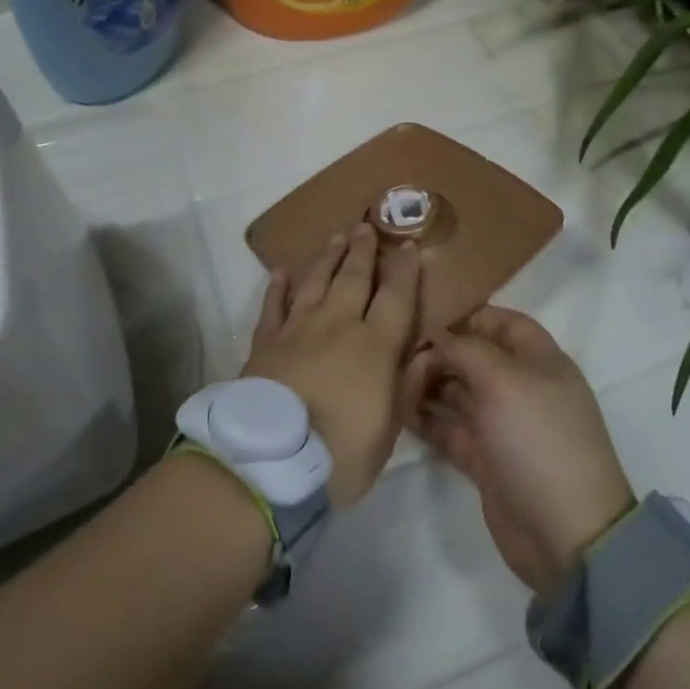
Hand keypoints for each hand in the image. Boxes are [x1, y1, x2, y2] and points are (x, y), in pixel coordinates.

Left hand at [244, 223, 422, 506]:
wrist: (270, 463)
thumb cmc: (340, 454)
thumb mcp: (389, 431)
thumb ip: (407, 387)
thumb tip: (425, 353)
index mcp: (374, 346)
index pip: (396, 297)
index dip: (404, 270)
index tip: (408, 245)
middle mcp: (337, 326)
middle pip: (353, 278)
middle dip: (363, 251)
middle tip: (366, 225)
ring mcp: (296, 331)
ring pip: (315, 284)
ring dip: (327, 259)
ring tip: (336, 237)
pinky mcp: (264, 344)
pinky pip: (272, 307)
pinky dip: (277, 288)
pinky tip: (281, 272)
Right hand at [404, 307, 633, 596]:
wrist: (565, 533)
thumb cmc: (538, 439)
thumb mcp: (503, 380)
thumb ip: (464, 349)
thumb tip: (436, 335)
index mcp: (539, 361)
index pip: (502, 323)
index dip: (467, 316)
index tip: (424, 316)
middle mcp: (520, 387)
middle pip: (473, 357)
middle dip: (438, 353)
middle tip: (400, 358)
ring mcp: (501, 425)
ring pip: (456, 392)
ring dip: (426, 385)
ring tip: (392, 383)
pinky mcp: (484, 458)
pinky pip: (448, 428)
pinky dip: (425, 419)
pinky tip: (398, 412)